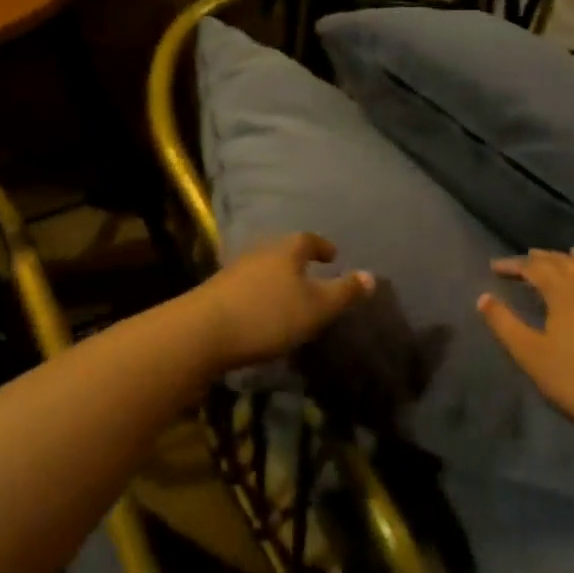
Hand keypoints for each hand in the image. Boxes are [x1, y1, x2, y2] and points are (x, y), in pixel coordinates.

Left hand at [192, 234, 374, 374]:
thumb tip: (372, 275)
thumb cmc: (268, 315)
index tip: (333, 256)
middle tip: (313, 275)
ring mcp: (233, 271)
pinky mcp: (215, 293)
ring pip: (262, 269)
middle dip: (298, 262)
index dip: (322, 246)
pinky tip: (261, 313)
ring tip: (288, 297)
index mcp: (286, 251)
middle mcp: (259, 253)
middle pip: (282, 251)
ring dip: (277, 279)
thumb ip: (344, 292)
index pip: (308, 240)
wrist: (202, 332)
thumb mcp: (316, 308)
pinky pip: (245, 287)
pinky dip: (259, 295)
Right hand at [478, 247, 573, 445]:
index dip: (513, 265)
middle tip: (520, 261)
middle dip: (538, 259)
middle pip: (561, 262)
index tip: (493, 267)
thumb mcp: (529, 353)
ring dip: (563, 262)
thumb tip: (483, 298)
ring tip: (552, 259)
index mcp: (564, 291)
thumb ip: (504, 323)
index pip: (534, 267)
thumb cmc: (573, 377)